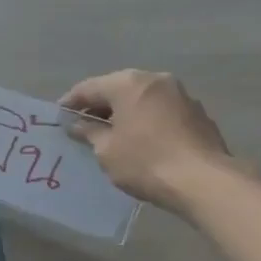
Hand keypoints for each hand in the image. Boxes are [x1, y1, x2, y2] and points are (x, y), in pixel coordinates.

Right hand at [60, 70, 231, 215]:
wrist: (202, 180)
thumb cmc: (144, 161)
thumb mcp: (106, 150)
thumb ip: (89, 132)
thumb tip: (77, 124)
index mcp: (129, 84)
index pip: (90, 87)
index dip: (70, 102)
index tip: (57, 116)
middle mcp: (156, 80)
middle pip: (118, 88)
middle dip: (99, 105)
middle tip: (81, 124)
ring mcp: (180, 95)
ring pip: (142, 99)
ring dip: (124, 112)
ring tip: (109, 134)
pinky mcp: (197, 113)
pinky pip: (160, 111)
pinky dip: (145, 120)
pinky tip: (139, 140)